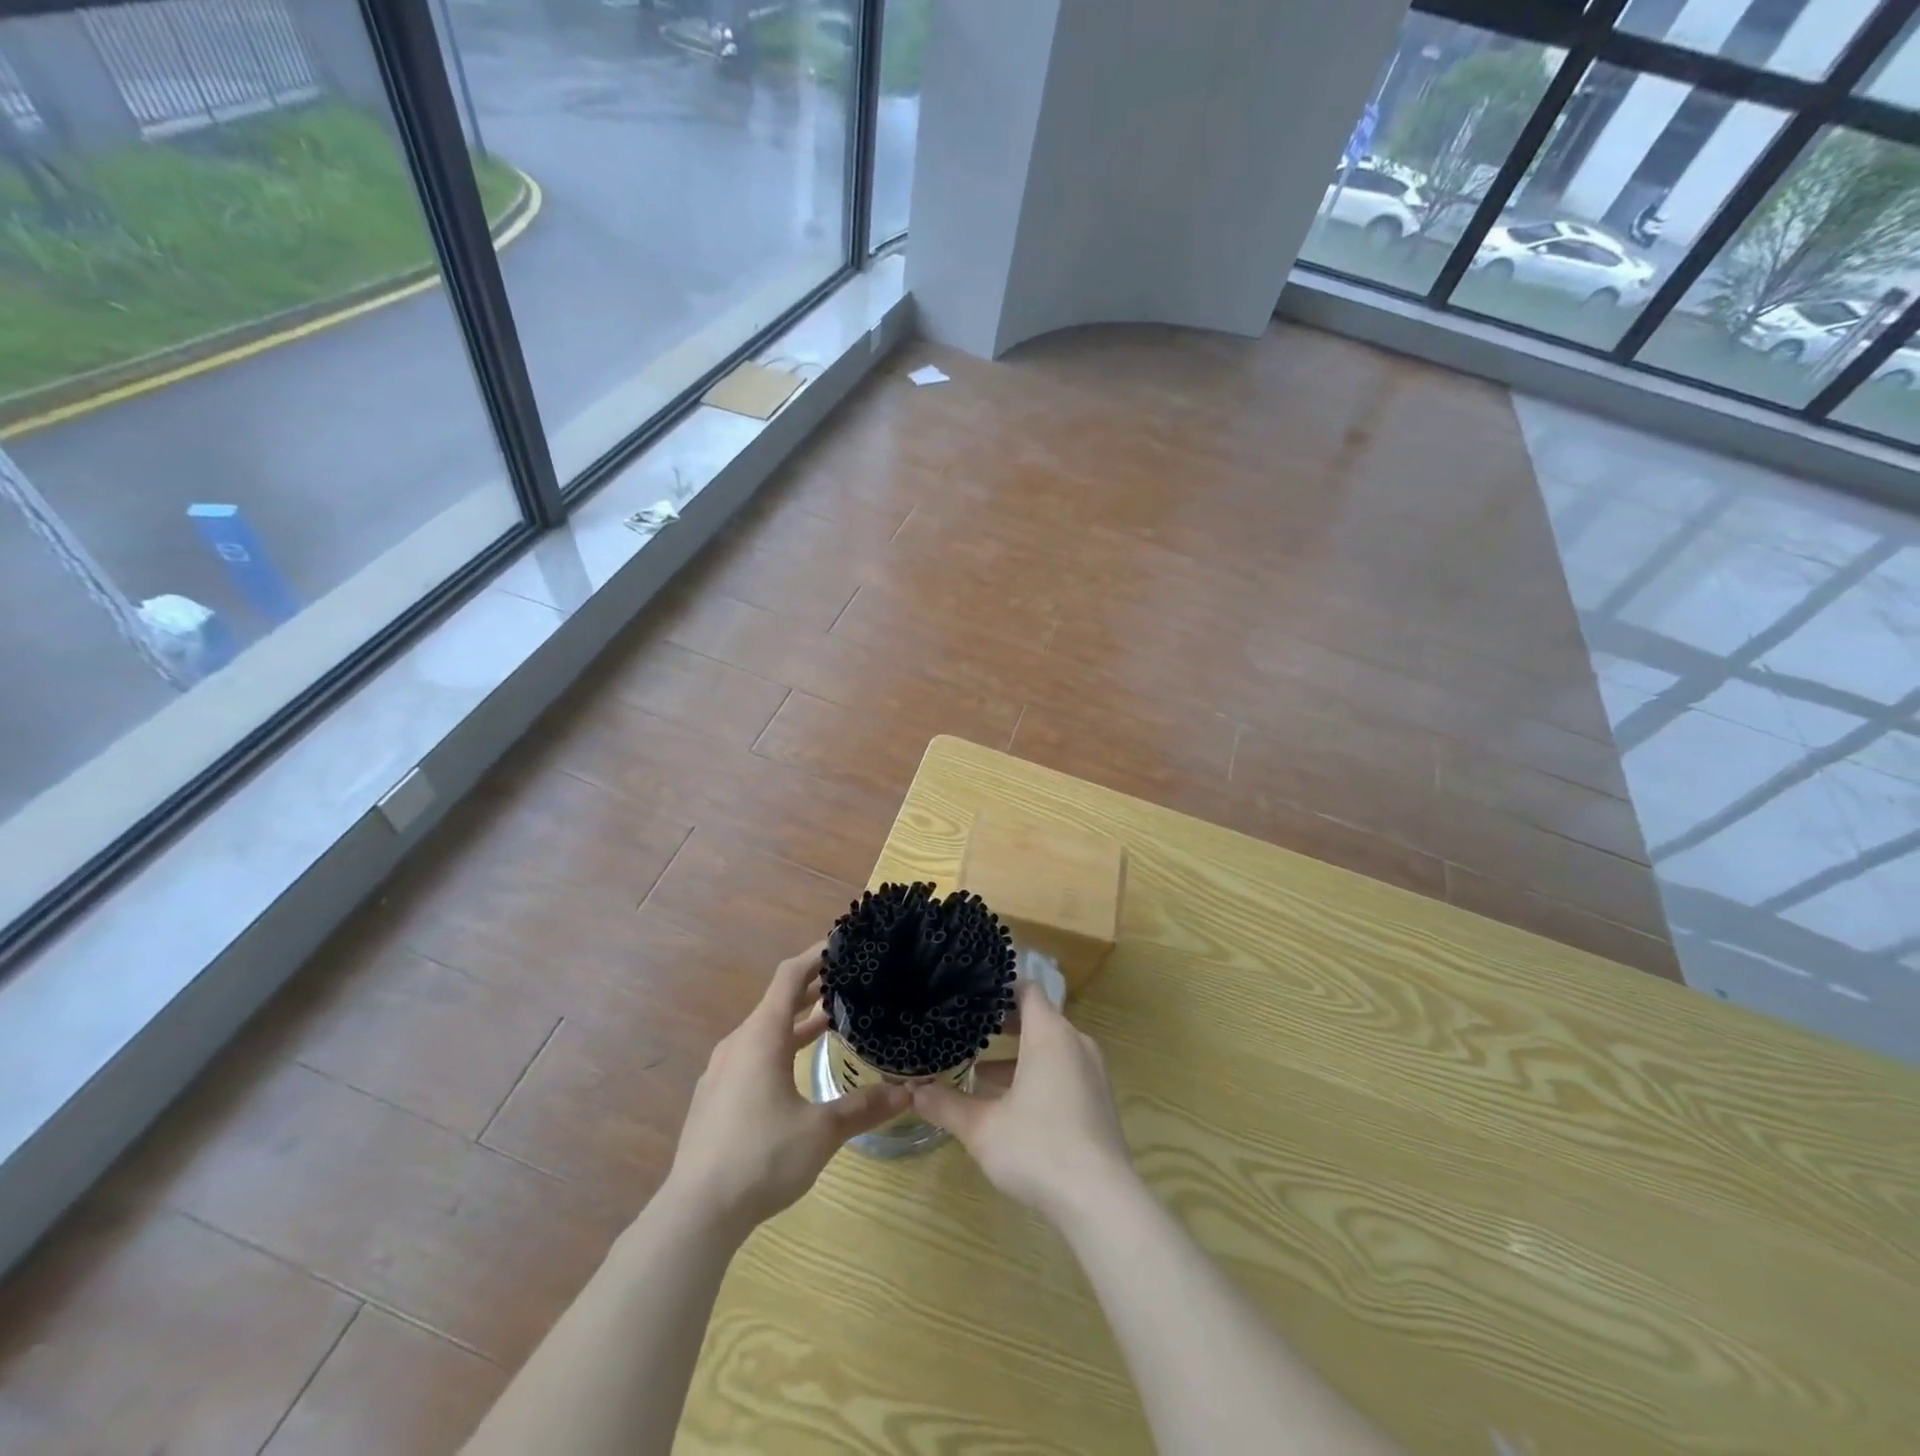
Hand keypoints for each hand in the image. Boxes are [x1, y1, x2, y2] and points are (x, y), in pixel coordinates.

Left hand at [662, 943, 907, 1238]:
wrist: (696, 1212)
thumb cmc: (761, 1157)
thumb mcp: (822, 1131)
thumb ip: (864, 1107)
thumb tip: (907, 1092)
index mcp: (761, 1036)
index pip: (790, 976)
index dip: (816, 954)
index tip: (844, 943)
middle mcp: (739, 1043)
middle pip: (778, 1000)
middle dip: (814, 987)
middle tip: (851, 980)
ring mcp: (722, 1070)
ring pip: (765, 1030)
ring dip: (798, 1020)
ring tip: (834, 1019)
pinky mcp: (715, 1096)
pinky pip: (753, 1053)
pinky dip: (780, 1045)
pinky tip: (797, 1069)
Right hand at [912, 978, 1132, 1221]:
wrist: (1101, 1201)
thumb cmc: (1038, 1149)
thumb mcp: (982, 1128)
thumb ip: (946, 1105)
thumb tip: (914, 1092)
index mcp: (1050, 1034)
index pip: (1027, 989)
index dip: (999, 989)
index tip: (970, 997)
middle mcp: (1075, 1044)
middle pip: (1038, 1018)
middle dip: (1002, 1024)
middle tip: (967, 1031)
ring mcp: (1092, 1073)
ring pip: (1050, 1048)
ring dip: (1018, 1055)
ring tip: (979, 1071)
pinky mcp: (1098, 1101)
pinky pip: (1064, 1071)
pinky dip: (1038, 1075)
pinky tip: (1011, 1105)